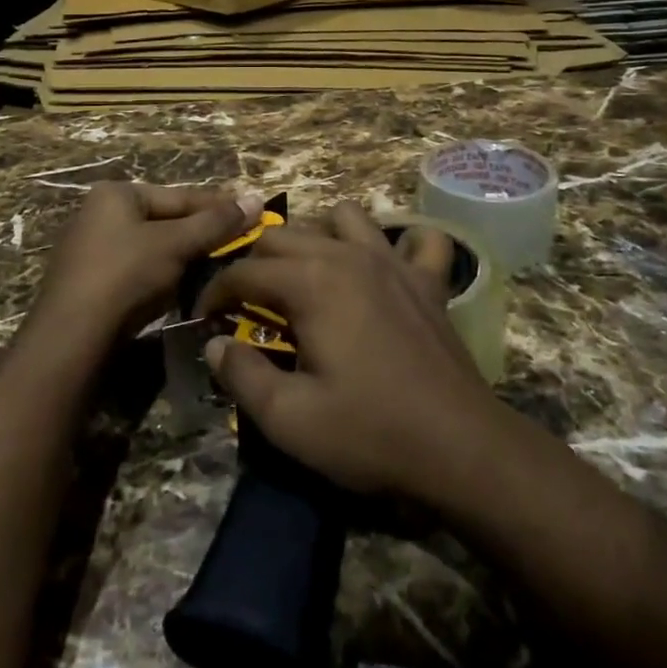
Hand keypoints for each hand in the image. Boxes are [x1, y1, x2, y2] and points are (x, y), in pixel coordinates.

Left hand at [31, 182, 256, 347]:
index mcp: (116, 194)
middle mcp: (100, 214)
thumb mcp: (175, 245)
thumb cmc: (125, 276)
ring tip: (223, 267)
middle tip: (243, 244)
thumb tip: (257, 198)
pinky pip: (140, 271)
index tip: (254, 213)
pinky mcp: (93, 284)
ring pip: (154, 248)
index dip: (219, 206)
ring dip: (186, 258)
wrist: (72, 339)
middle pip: (166, 221)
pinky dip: (165, 277)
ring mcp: (93, 250)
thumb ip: (216, 223)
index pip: (180, 196)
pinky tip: (187, 289)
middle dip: (202, 234)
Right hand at [198, 201, 501, 500]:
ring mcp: (394, 262)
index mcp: (310, 282)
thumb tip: (215, 344)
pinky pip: (419, 239)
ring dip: (319, 236)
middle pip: (284, 235)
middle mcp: (348, 256)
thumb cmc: (369, 433)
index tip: (205, 321)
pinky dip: (401, 243)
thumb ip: (242, 375)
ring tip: (309, 275)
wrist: (461, 450)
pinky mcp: (428, 281)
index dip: (215, 293)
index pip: (244, 271)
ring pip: (344, 217)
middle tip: (248, 304)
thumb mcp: (289, 419)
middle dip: (255, 262)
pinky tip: (388, 268)